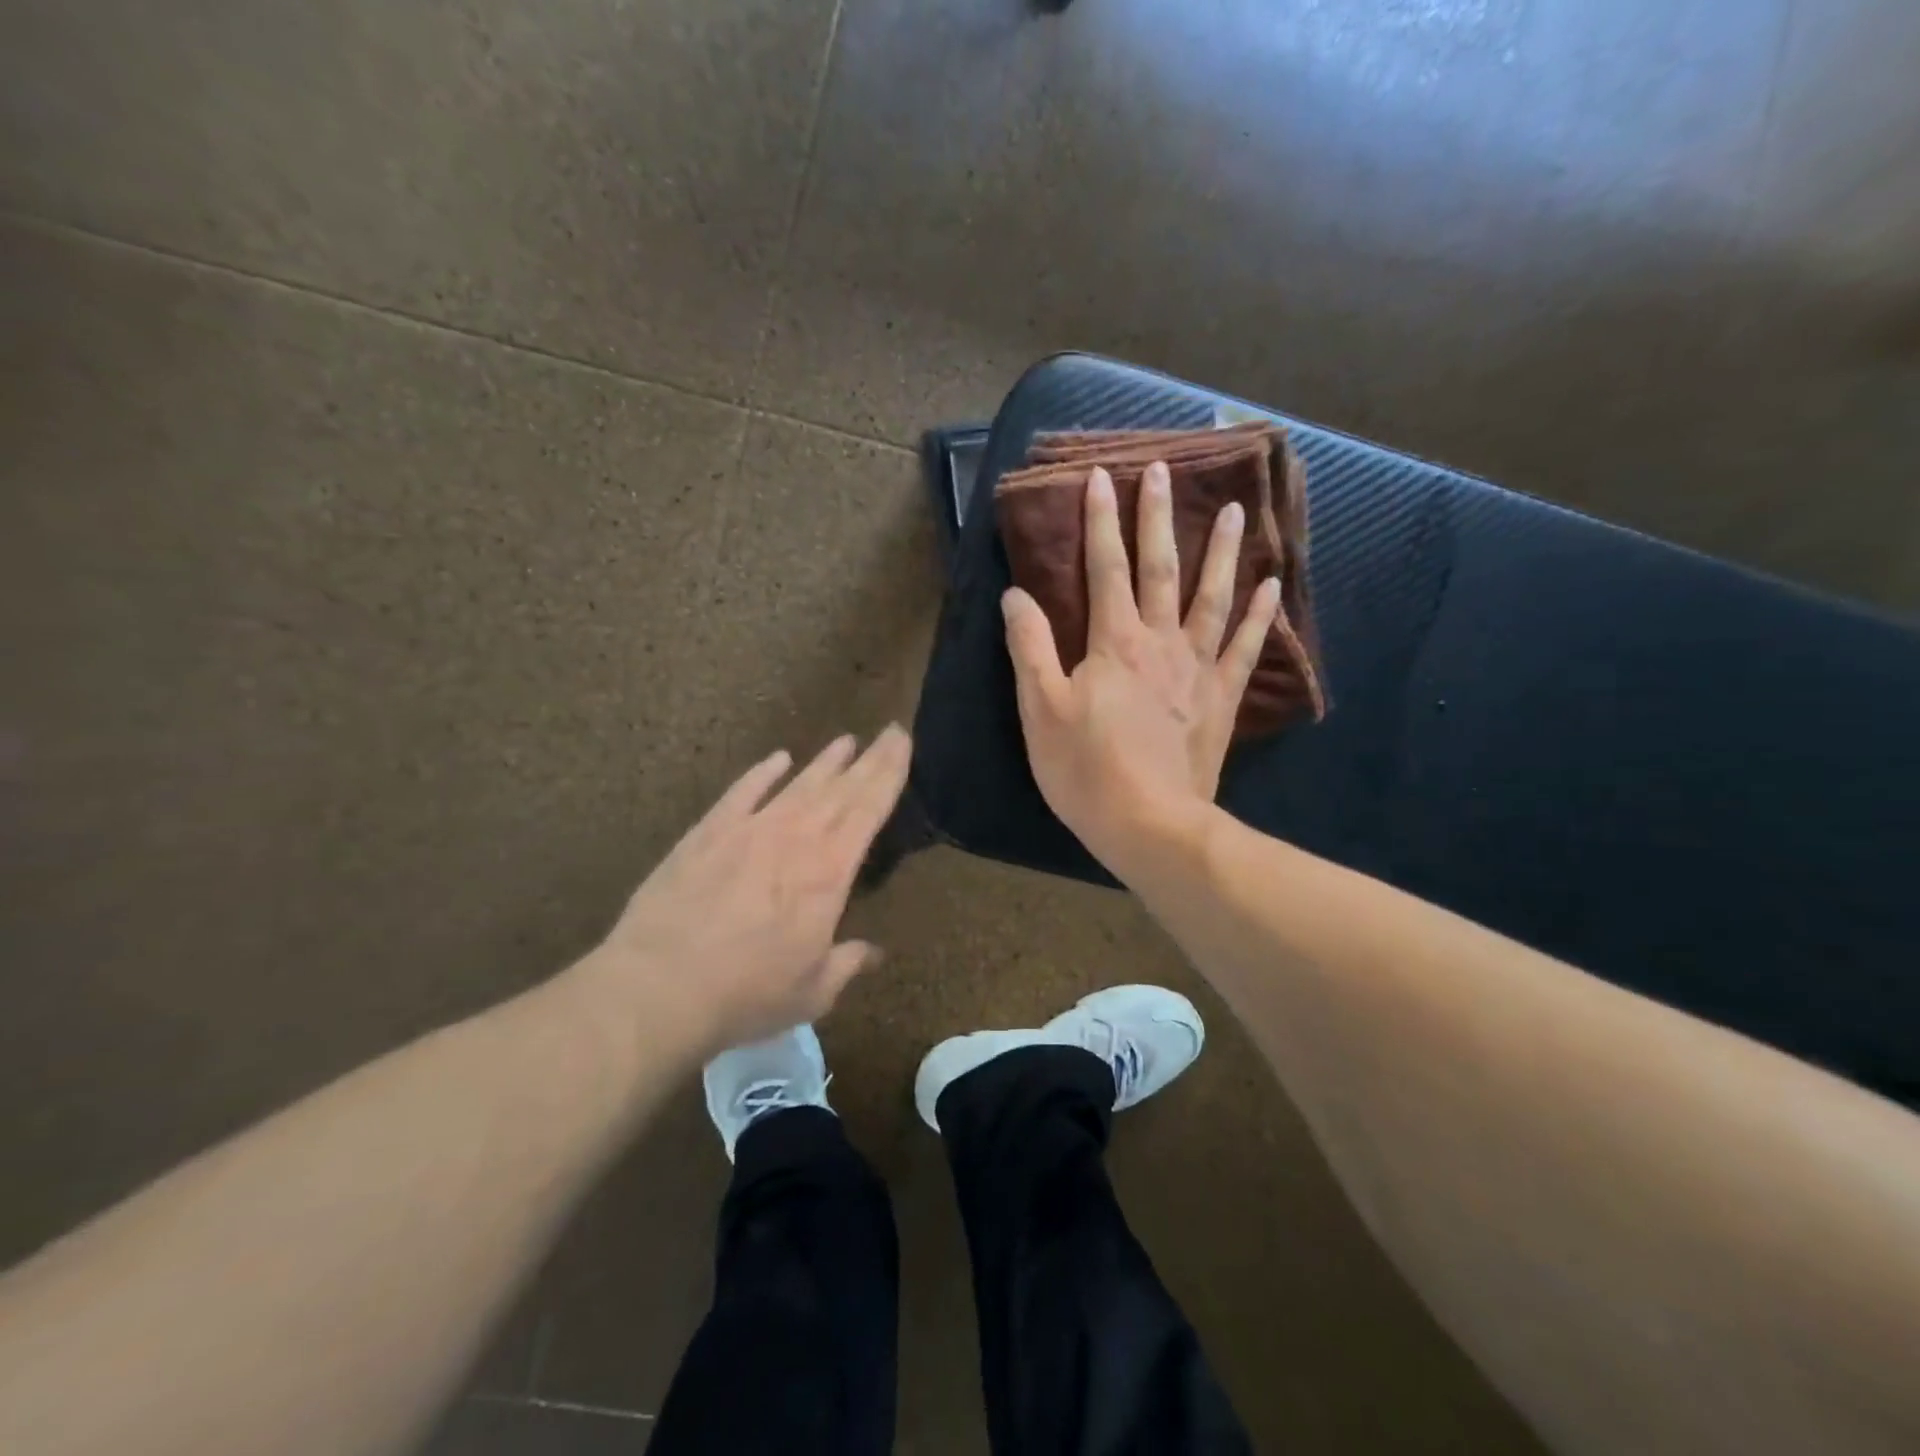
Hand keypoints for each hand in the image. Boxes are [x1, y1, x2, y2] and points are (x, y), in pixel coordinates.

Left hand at [589, 727, 911, 1053]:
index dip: (890, 774)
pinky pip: (742, 792)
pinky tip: (777, 759)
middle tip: (890, 731)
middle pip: (841, 789)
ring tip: (846, 740)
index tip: (903, 743)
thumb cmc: (747, 994)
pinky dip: (762, 773)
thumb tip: (873, 952)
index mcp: (828, 872)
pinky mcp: (707, 833)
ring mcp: (749, 830)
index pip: (869, 810)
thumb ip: (847, 964)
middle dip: (871, 758)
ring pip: (798, 784)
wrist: (658, 988)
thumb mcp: (812, 992)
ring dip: (825, 762)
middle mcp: (794, 838)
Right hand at [1002, 462, 1277, 867]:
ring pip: (1212, 597)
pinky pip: (1244, 648)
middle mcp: (1160, 643)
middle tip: (1161, 469)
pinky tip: (1273, 587)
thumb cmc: (1085, 769)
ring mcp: (1197, 669)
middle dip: (1156, 517)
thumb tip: (1017, 596)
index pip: (1104, 568)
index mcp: (1113, 643)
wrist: (1150, 824)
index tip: (1100, 477)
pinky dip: (1260, 615)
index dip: (1099, 522)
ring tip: (1232, 509)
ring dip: (1220, 551)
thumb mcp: (1040, 710)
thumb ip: (1029, 648)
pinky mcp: (1220, 699)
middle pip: (1160, 568)